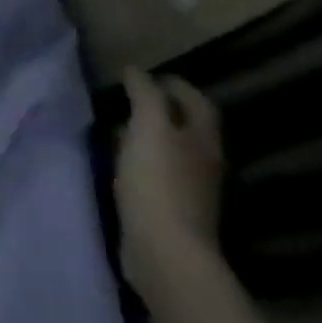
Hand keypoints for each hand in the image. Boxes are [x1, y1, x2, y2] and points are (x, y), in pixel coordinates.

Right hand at [116, 69, 224, 299]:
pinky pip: (158, 176)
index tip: (147, 75)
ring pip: (172, 152)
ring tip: (118, 128)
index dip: (176, 85)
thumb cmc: (158, 182)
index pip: (198, 102)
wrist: (165, 252)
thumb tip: (134, 70)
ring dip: (149, 138)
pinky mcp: (172, 212)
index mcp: (203, 139)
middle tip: (129, 99)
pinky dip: (141, 163)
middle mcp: (204, 162)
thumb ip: (144, 95)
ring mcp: (191, 191)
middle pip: (188, 128)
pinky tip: (120, 164)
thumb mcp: (148, 127)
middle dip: (162, 110)